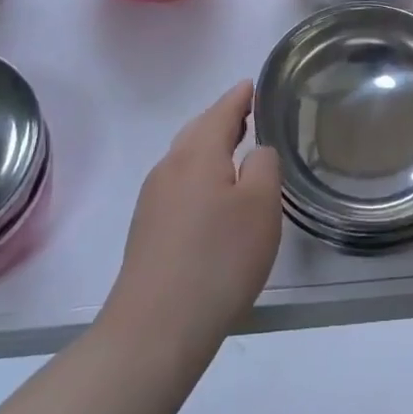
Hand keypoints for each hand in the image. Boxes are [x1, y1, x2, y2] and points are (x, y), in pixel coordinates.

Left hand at [107, 81, 281, 351]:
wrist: (155, 329)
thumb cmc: (218, 260)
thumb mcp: (261, 207)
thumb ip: (264, 165)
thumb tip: (255, 152)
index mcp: (198, 153)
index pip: (222, 111)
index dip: (240, 96)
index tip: (253, 84)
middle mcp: (170, 167)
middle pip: (199, 130)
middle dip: (223, 118)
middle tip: (249, 113)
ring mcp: (153, 198)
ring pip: (186, 156)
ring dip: (210, 146)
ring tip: (236, 149)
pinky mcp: (148, 228)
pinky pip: (179, 182)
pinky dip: (200, 173)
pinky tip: (213, 194)